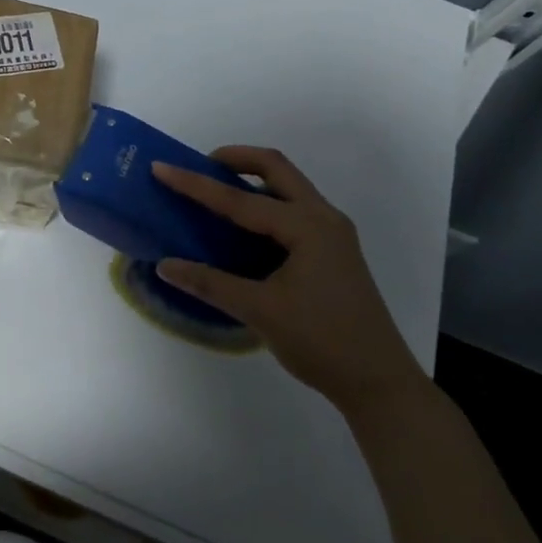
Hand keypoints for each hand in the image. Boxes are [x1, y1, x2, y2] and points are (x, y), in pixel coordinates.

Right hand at [152, 148, 427, 418]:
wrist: (379, 383)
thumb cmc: (322, 342)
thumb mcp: (260, 311)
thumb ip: (210, 283)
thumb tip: (165, 265)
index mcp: (307, 227)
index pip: (240, 199)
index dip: (196, 184)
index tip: (161, 167)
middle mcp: (323, 218)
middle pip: (276, 168)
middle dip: (235, 159)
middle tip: (200, 166)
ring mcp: (332, 234)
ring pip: (288, 186)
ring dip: (252, 180)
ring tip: (216, 192)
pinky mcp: (332, 251)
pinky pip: (293, 210)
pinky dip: (265, 204)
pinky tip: (243, 228)